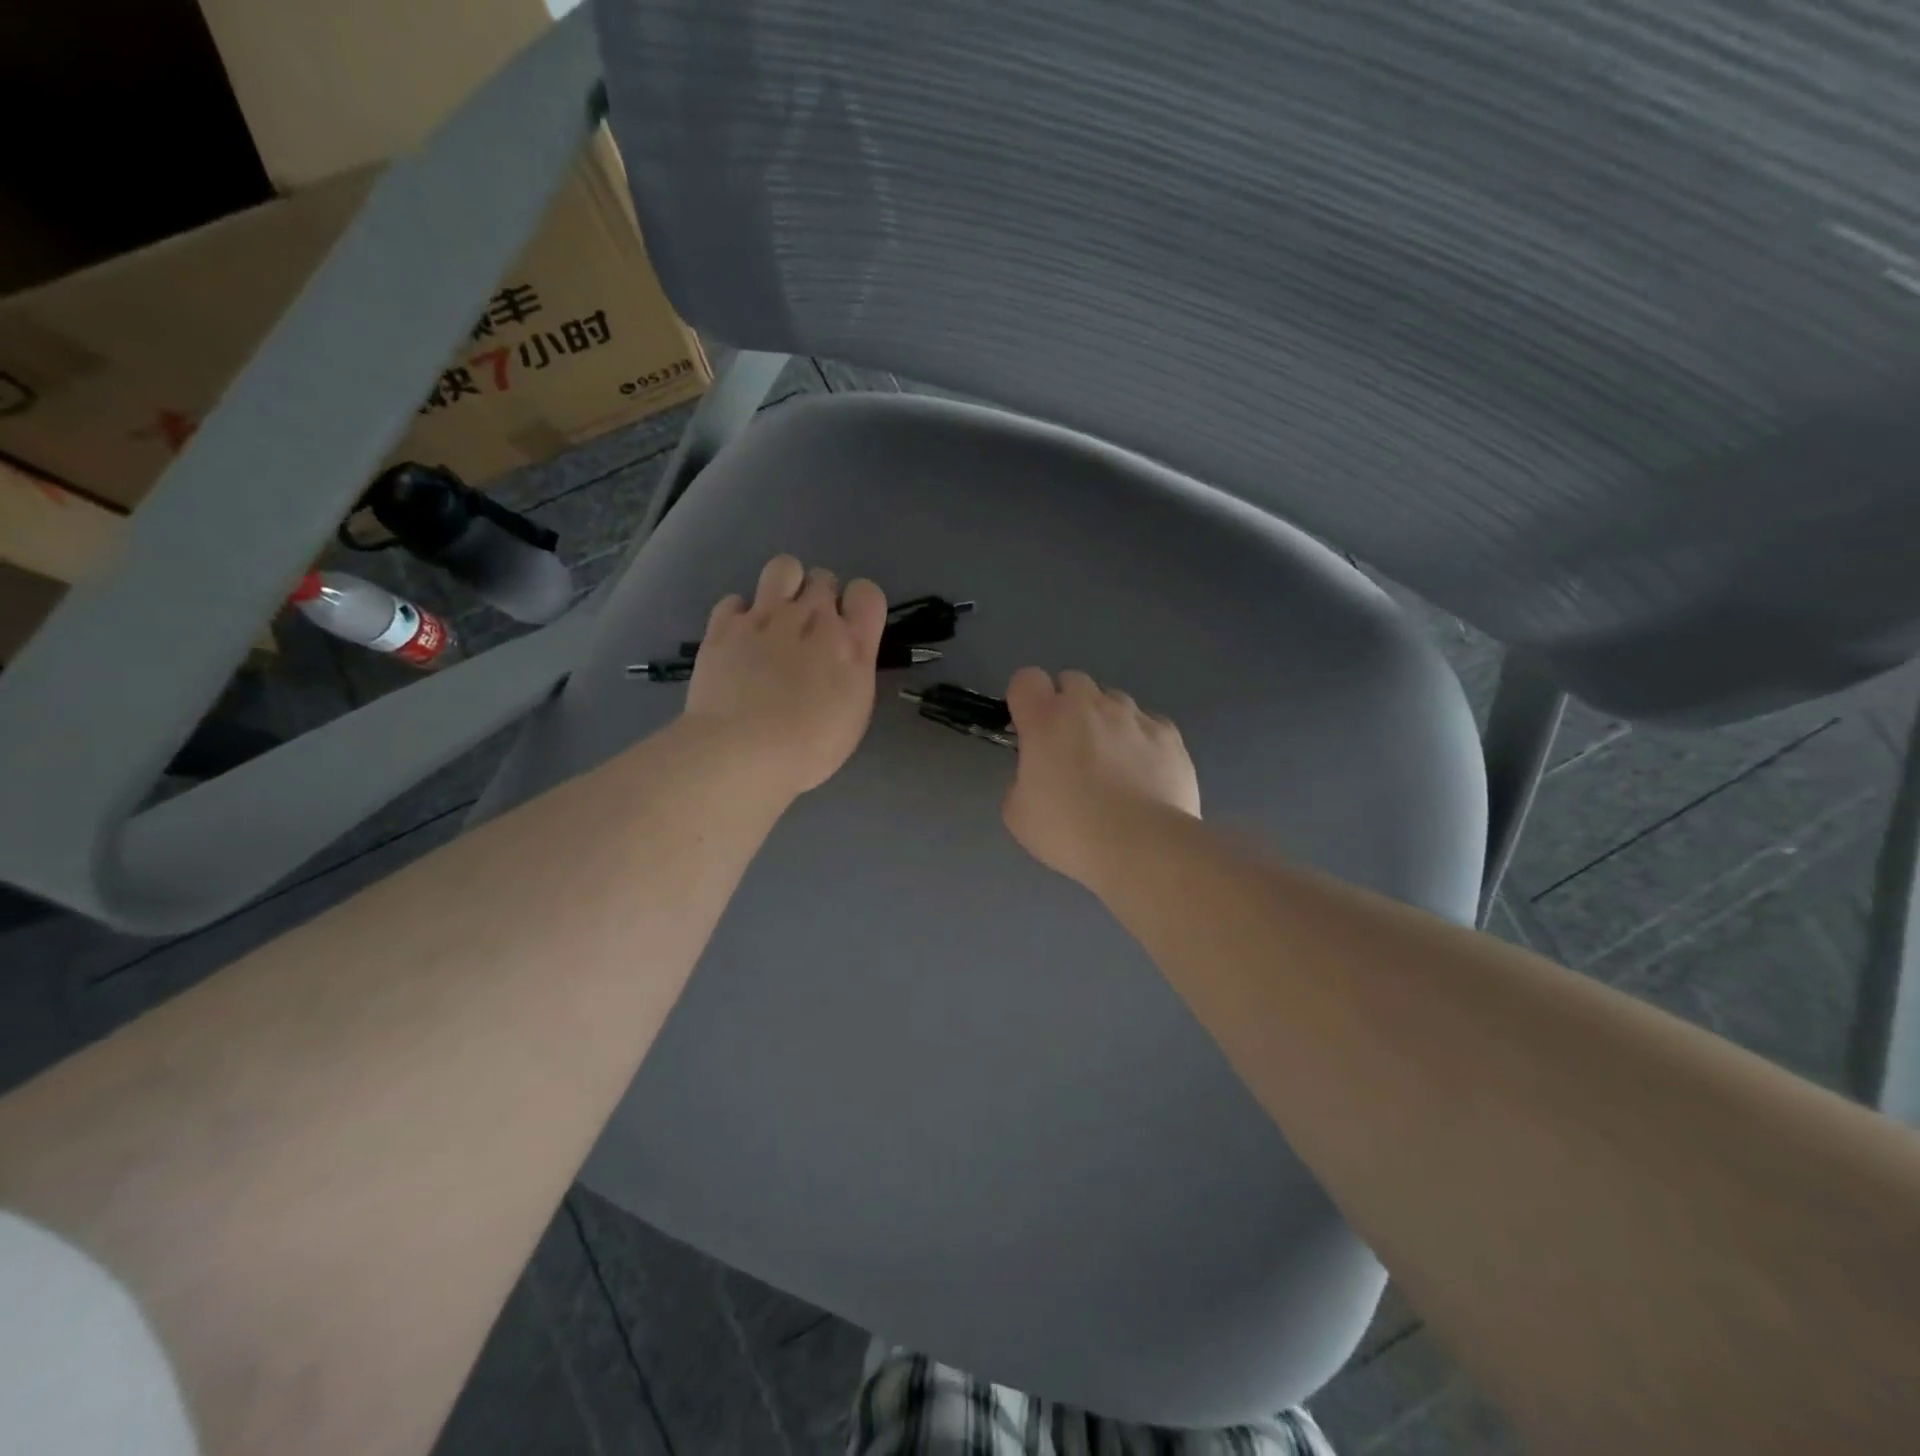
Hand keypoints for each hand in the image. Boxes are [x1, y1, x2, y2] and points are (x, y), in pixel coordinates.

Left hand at [683, 555, 886, 796]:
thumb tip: (840, 659)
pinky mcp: (725, 624)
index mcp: (851, 646)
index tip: (849, 629)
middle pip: (824, 579)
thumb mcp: (853, 715)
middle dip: (820, 599)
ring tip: (777, 617)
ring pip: (784, 567)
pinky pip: (736, 600)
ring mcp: (766, 617)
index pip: (868, 594)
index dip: (858, 606)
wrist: (741, 751)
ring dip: (785, 586)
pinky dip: (739, 615)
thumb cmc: (808, 748)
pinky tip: (740, 639)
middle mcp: (812, 619)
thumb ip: (851, 674)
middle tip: (809, 634)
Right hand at [1002, 667, 1200, 886]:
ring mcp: (1133, 716)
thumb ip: (1021, 780)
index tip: (1029, 729)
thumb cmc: (1070, 830)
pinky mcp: (1169, 734)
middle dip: (1067, 705)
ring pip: (1113, 700)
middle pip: (1072, 681)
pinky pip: (1149, 724)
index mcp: (1046, 719)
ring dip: (1106, 720)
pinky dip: (1142, 739)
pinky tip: (1144, 772)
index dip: (1026, 700)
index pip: (1026, 679)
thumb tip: (1038, 776)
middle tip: (1068, 747)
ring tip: (1112, 762)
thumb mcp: (1018, 814)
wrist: (1142, 846)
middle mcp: (1089, 705)